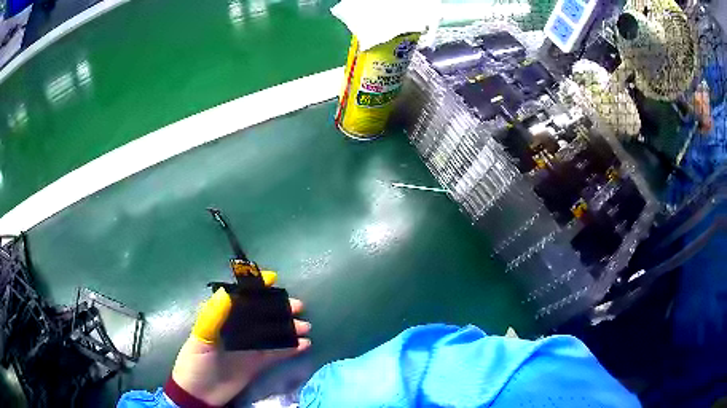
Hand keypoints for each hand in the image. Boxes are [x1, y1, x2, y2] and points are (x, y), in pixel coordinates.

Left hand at [170, 273, 310, 405]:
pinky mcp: (258, 362)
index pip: (241, 298)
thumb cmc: (196, 362)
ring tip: (305, 327)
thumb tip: (226, 292)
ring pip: (272, 332)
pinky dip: (290, 348)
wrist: (201, 393)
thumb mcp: (201, 338)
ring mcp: (250, 346)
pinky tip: (304, 345)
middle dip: (279, 308)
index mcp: (222, 318)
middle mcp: (238, 329)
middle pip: (261, 314)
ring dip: (289, 328)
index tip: (273, 279)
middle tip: (299, 306)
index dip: (256, 288)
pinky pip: (277, 352)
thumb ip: (213, 317)